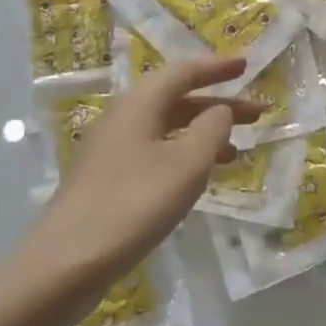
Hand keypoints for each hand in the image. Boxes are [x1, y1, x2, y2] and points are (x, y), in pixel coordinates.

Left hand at [9, 56, 263, 323]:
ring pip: (167, 128)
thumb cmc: (135, 203)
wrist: (68, 260)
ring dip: (203, 133)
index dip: (217, 67)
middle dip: (218, 103)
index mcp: (139, 104)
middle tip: (256, 113)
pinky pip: (156, 152)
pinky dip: (185, 155)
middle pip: (176, 99)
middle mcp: (123, 118)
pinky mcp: (109, 179)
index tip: (247, 65)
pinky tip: (200, 177)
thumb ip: (212, 129)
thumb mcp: (186, 164)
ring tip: (237, 150)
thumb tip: (220, 110)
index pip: (183, 72)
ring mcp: (112, 150)